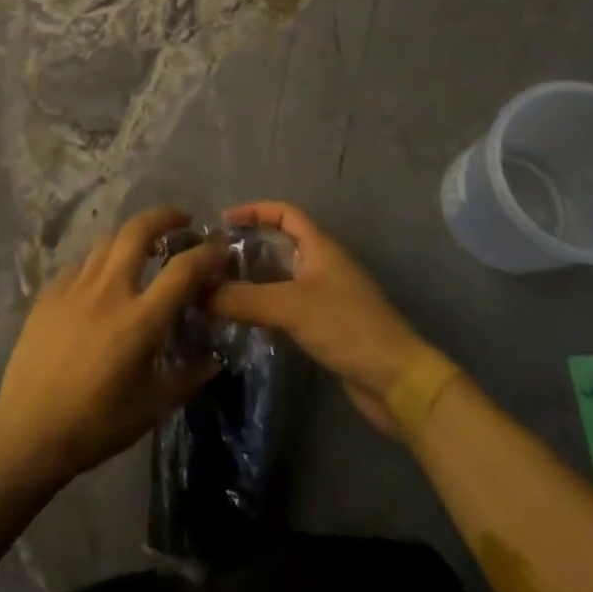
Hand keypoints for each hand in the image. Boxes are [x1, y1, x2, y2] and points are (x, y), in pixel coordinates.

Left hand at [0, 207, 228, 489]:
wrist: (29, 428)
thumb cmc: (97, 423)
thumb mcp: (153, 407)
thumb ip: (188, 377)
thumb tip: (213, 360)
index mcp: (140, 319)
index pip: (182, 270)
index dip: (206, 254)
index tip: (220, 247)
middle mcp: (109, 291)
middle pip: (138, 232)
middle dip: (164, 217)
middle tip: (181, 221)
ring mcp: (74, 287)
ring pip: (106, 242)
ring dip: (130, 237)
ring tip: (143, 247)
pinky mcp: (49, 293)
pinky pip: (81, 264)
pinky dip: (100, 262)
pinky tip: (101, 279)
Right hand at [207, 201, 433, 437]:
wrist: (396, 381)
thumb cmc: (346, 327)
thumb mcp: (289, 306)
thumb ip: (241, 299)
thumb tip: (196, 293)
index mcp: (320, 247)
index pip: (284, 213)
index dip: (254, 211)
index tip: (223, 221)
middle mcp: (322, 265)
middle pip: (279, 245)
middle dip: (246, 248)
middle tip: (211, 261)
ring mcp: (325, 296)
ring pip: (281, 278)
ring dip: (252, 280)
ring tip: (217, 289)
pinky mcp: (325, 325)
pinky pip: (287, 306)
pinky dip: (264, 307)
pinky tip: (243, 320)